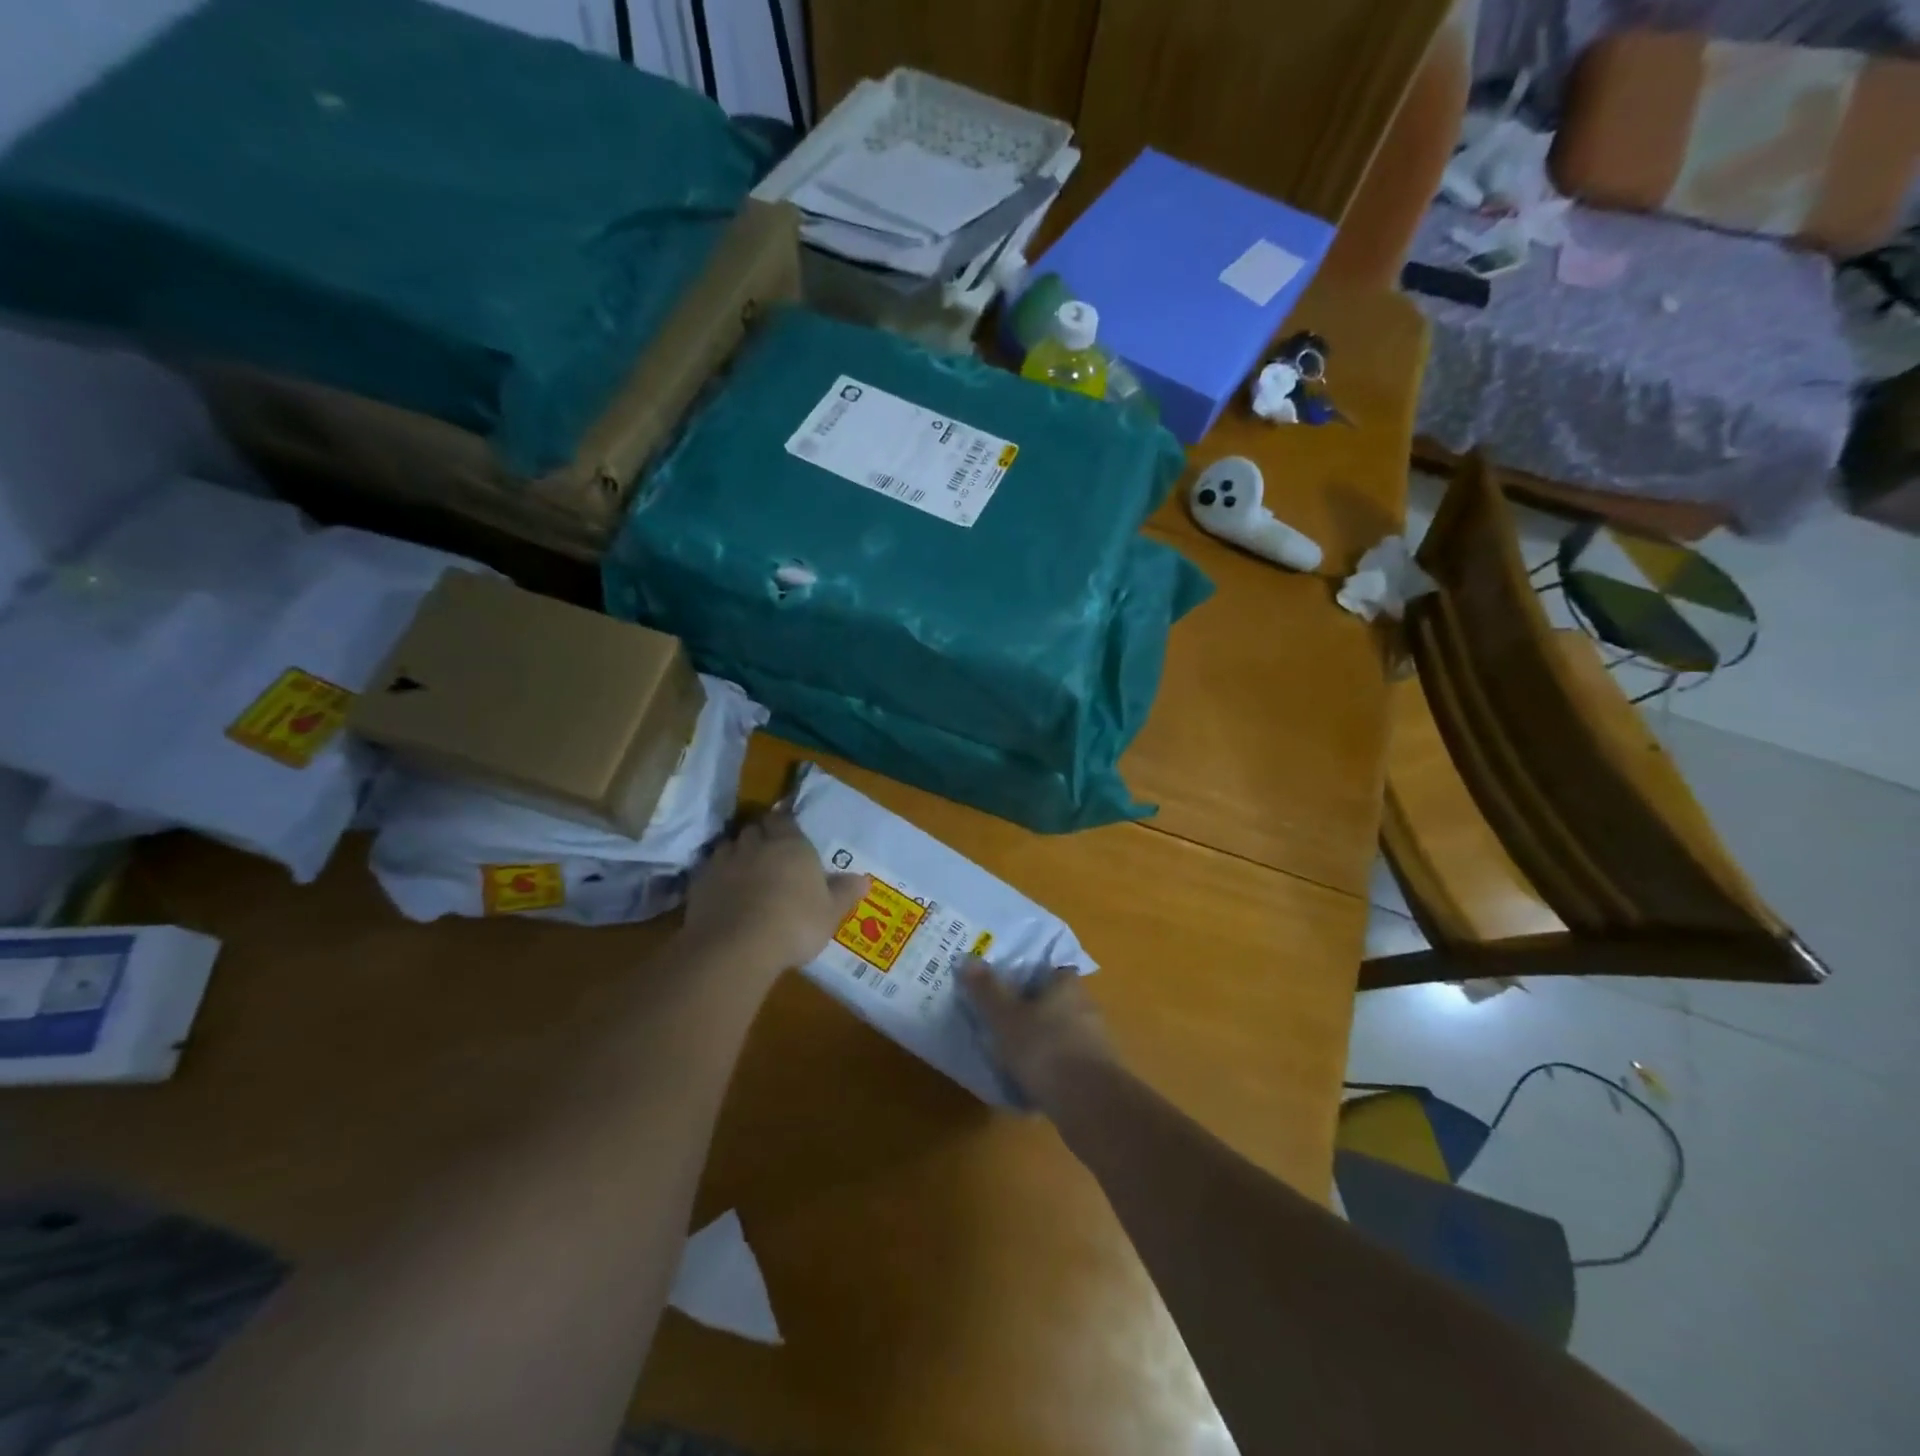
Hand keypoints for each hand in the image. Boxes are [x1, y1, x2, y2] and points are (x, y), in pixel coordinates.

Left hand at [683, 810, 867, 979]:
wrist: (737, 946)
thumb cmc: (795, 924)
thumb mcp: (830, 913)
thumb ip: (844, 893)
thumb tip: (864, 880)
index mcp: (791, 845)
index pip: (784, 820)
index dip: (783, 826)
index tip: (786, 835)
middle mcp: (756, 845)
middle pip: (754, 829)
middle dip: (759, 837)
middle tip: (767, 854)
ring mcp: (724, 862)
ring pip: (728, 846)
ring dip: (735, 854)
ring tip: (742, 873)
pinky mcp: (698, 883)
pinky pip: (708, 871)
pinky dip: (715, 877)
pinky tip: (721, 894)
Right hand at [959, 960, 1116, 1110]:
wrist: (1090, 1104)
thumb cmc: (1044, 1048)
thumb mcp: (1005, 1018)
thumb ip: (987, 990)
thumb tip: (967, 959)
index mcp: (1068, 985)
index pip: (1052, 970)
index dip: (1031, 977)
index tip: (1009, 988)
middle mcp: (1087, 1006)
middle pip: (1057, 1003)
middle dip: (1035, 1013)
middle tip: (1005, 1025)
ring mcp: (1098, 1042)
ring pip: (1063, 1035)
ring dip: (1044, 1044)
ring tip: (1014, 1060)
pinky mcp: (1100, 1074)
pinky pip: (1070, 1065)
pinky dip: (1053, 1072)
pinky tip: (1033, 1087)